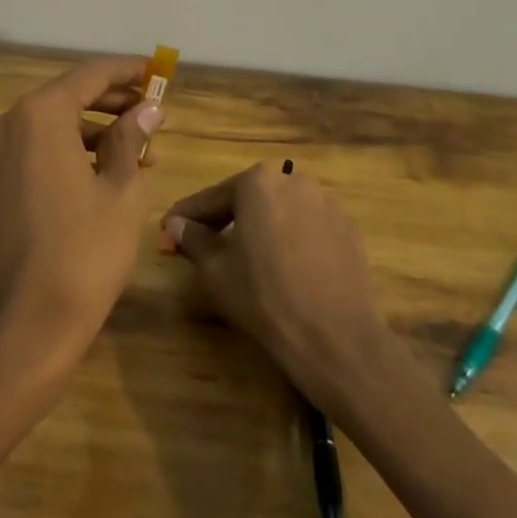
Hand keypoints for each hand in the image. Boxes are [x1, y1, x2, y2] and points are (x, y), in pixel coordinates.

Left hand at [0, 56, 164, 373]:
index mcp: (40, 115)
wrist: (26, 323)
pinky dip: (74, 150)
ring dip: (97, 128)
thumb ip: (131, 139)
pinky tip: (109, 169)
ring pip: (55, 123)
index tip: (157, 71)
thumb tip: (147, 109)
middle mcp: (11, 123)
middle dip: (114, 101)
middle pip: (70, 95)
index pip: (90, 75)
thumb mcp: (121, 190)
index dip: (126, 72)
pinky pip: (41, 148)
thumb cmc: (84, 251)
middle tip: (155, 109)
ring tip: (142, 147)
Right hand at [162, 164, 396, 412]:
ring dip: (259, 227)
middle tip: (202, 242)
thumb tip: (176, 224)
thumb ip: (193, 238)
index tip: (168, 229)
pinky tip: (282, 267)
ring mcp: (326, 203)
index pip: (212, 198)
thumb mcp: (216, 269)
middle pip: (249, 198)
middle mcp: (294, 181)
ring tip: (243, 257)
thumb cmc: (264, 296)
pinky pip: (306, 227)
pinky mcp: (347, 229)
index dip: (187, 216)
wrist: (334, 336)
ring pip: (280, 211)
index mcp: (258, 182)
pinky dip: (289, 239)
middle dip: (224, 218)